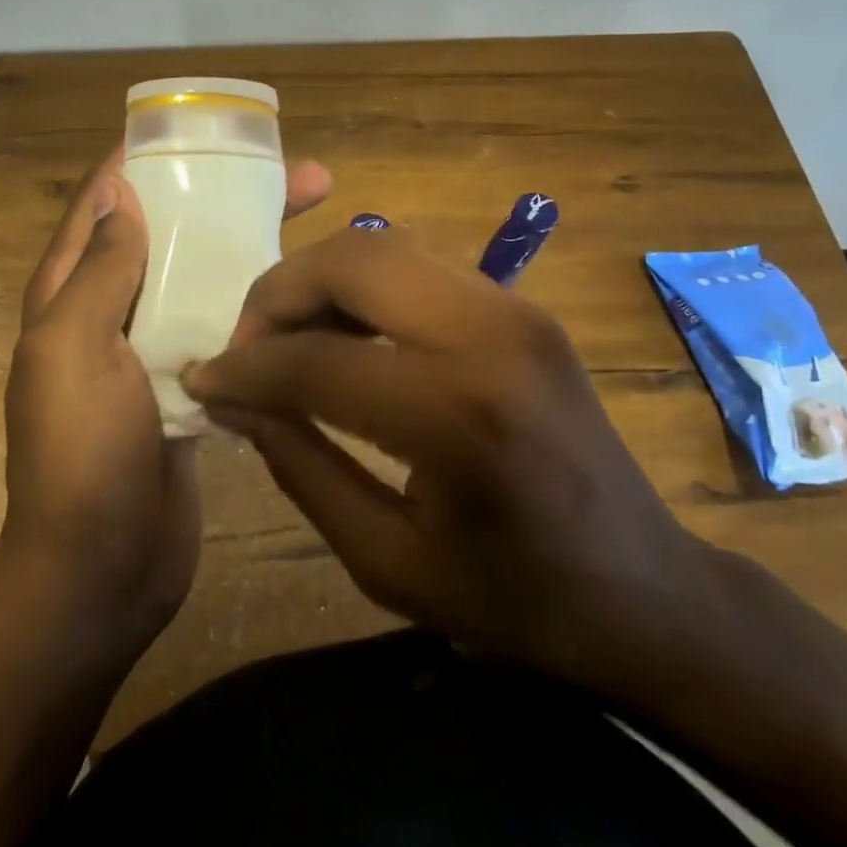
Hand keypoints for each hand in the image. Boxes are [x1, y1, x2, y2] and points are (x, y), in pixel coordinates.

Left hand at [0, 147, 331, 669]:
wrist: (101, 570)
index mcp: (70, 294)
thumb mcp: (73, 350)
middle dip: (228, 200)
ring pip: (203, 281)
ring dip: (251, 250)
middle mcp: (110, 314)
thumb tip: (121, 189)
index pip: (107, 200)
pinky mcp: (191, 388)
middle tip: (306, 179)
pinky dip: (257, 307)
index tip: (214, 132)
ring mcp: (153, 353)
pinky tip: (308, 296)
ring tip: (319, 225)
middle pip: (170, 235)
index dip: (152, 158)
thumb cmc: (80, 455)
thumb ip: (98, 270)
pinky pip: (224, 331)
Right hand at [181, 226, 713, 698]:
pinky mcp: (522, 305)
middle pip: (352, 260)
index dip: (244, 369)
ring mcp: (515, 307)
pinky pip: (417, 265)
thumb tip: (231, 399)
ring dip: (318, 282)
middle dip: (277, 294)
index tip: (202, 381)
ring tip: (287, 340)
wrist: (644, 588)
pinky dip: (362, 286)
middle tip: (246, 348)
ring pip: (383, 246)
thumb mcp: (385, 560)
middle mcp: (492, 334)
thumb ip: (298, 466)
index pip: (316, 360)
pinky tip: (343, 335)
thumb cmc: (514, 600)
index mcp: (459, 414)